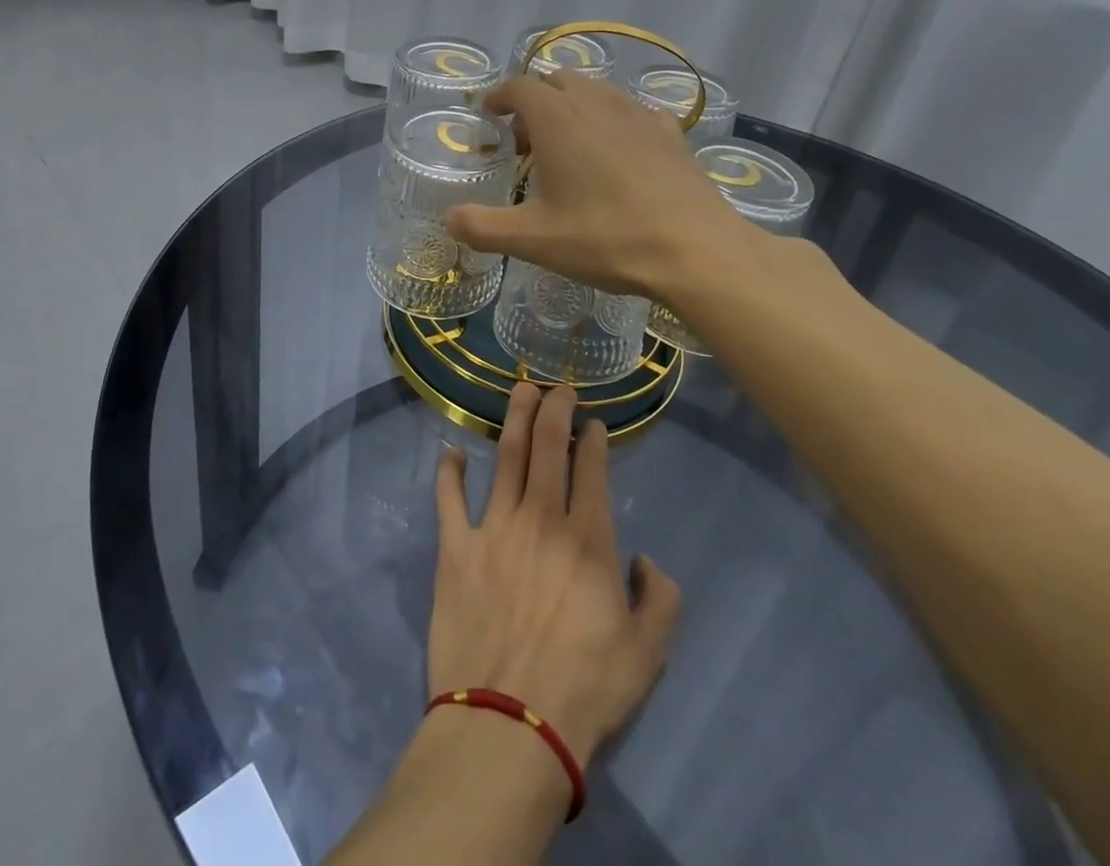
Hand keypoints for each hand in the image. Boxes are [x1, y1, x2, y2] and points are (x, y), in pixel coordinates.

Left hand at [428, 381, 679, 766]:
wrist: (509, 722)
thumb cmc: (585, 689)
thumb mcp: (648, 653)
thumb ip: (660, 599)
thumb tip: (646, 563)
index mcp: (587, 538)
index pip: (591, 469)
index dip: (593, 439)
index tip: (594, 423)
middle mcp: (540, 518)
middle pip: (547, 446)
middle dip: (554, 409)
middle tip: (557, 387)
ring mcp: (494, 527)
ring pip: (504, 456)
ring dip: (513, 419)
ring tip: (519, 391)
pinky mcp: (456, 547)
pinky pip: (449, 498)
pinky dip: (449, 472)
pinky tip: (451, 453)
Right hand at [443, 71, 754, 302]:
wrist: (694, 249)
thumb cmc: (605, 238)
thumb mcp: (533, 240)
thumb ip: (482, 227)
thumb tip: (448, 219)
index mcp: (557, 118)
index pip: (518, 86)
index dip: (499, 96)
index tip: (489, 113)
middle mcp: (596, 102)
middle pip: (556, 81)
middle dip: (535, 102)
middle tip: (525, 140)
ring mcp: (637, 113)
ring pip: (595, 91)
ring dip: (573, 107)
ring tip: (567, 146)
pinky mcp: (669, 131)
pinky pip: (630, 111)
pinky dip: (612, 121)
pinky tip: (616, 154)